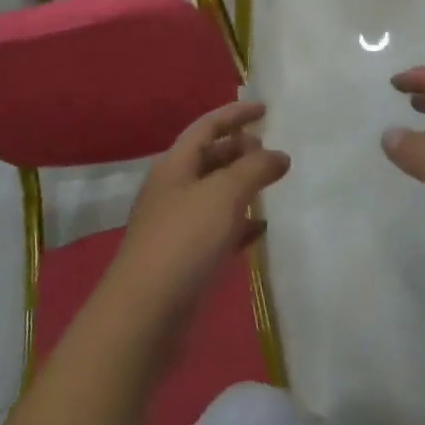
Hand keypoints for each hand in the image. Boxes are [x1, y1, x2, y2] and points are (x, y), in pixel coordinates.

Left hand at [103, 101, 289, 347]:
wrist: (144, 315)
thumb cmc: (184, 241)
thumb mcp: (224, 194)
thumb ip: (255, 168)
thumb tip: (279, 155)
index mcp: (174, 165)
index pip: (207, 126)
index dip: (235, 114)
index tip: (264, 110)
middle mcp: (172, 189)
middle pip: (209, 158)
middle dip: (239, 149)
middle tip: (270, 150)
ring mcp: (175, 225)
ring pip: (213, 193)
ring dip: (241, 185)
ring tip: (270, 184)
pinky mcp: (183, 259)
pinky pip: (216, 229)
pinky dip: (239, 223)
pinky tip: (260, 229)